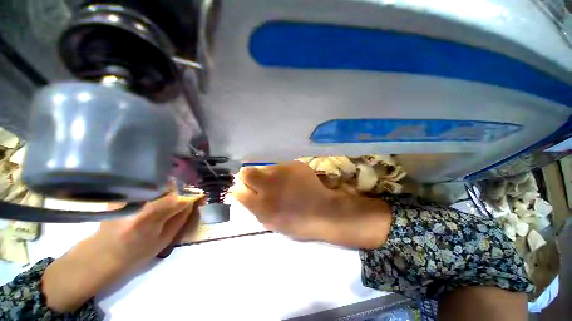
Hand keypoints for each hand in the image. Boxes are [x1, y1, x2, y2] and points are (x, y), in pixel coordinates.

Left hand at [42, 190, 200, 312]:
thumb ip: (180, 218)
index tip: (201, 196)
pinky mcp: (121, 194)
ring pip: (157, 183)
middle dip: (182, 188)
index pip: (179, 199)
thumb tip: (193, 202)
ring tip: (175, 195)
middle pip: (168, 185)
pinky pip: (146, 185)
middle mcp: (137, 203)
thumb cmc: (134, 255)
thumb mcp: (163, 240)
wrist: (100, 256)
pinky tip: (159, 195)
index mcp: (149, 218)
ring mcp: (126, 197)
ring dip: (171, 187)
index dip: (193, 196)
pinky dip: (157, 187)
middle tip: (188, 195)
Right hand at [231, 161, 391, 248]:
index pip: (238, 190)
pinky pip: (280, 166)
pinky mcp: (295, 165)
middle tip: (256, 182)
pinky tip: (291, 180)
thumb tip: (241, 193)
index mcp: (261, 204)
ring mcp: (282, 172)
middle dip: (247, 177)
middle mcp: (269, 184)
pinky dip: (281, 172)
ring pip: (265, 168)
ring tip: (278, 183)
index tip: (243, 189)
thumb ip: (253, 207)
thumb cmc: (297, 223)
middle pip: (246, 173)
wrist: (324, 212)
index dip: (239, 189)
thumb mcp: (270, 223)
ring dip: (266, 174)